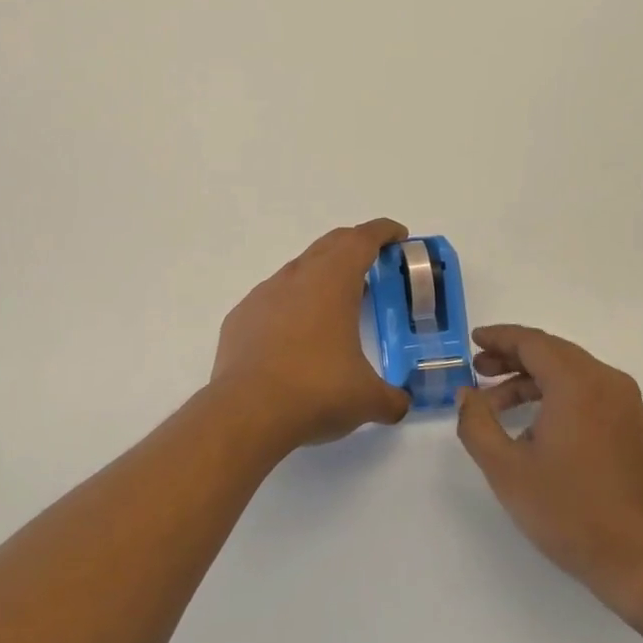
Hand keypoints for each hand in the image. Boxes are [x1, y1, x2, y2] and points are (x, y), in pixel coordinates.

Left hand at [210, 219, 413, 449]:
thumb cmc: (316, 391)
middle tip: (373, 263)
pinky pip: (272, 300)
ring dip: (321, 277)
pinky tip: (294, 336)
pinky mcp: (241, 317)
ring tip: (336, 304)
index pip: (362, 240)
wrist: (247, 411)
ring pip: (298, 271)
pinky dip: (290, 306)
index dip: (383, 232)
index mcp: (333, 281)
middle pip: (330, 245)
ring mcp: (264, 294)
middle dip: (354, 246)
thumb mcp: (367, 399)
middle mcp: (297, 277)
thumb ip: (391, 398)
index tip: (398, 235)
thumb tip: (400, 404)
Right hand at [457, 324, 642, 630]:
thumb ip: (477, 424)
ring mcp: (625, 404)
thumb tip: (467, 395)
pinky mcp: (634, 427)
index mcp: (577, 383)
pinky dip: (556, 396)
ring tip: (497, 405)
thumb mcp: (507, 470)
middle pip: (552, 352)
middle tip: (479, 371)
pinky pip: (588, 393)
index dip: (499, 338)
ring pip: (570, 373)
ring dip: (532, 380)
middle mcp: (606, 382)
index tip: (473, 341)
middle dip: (512, 358)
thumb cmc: (572, 512)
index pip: (532, 342)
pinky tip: (533, 428)